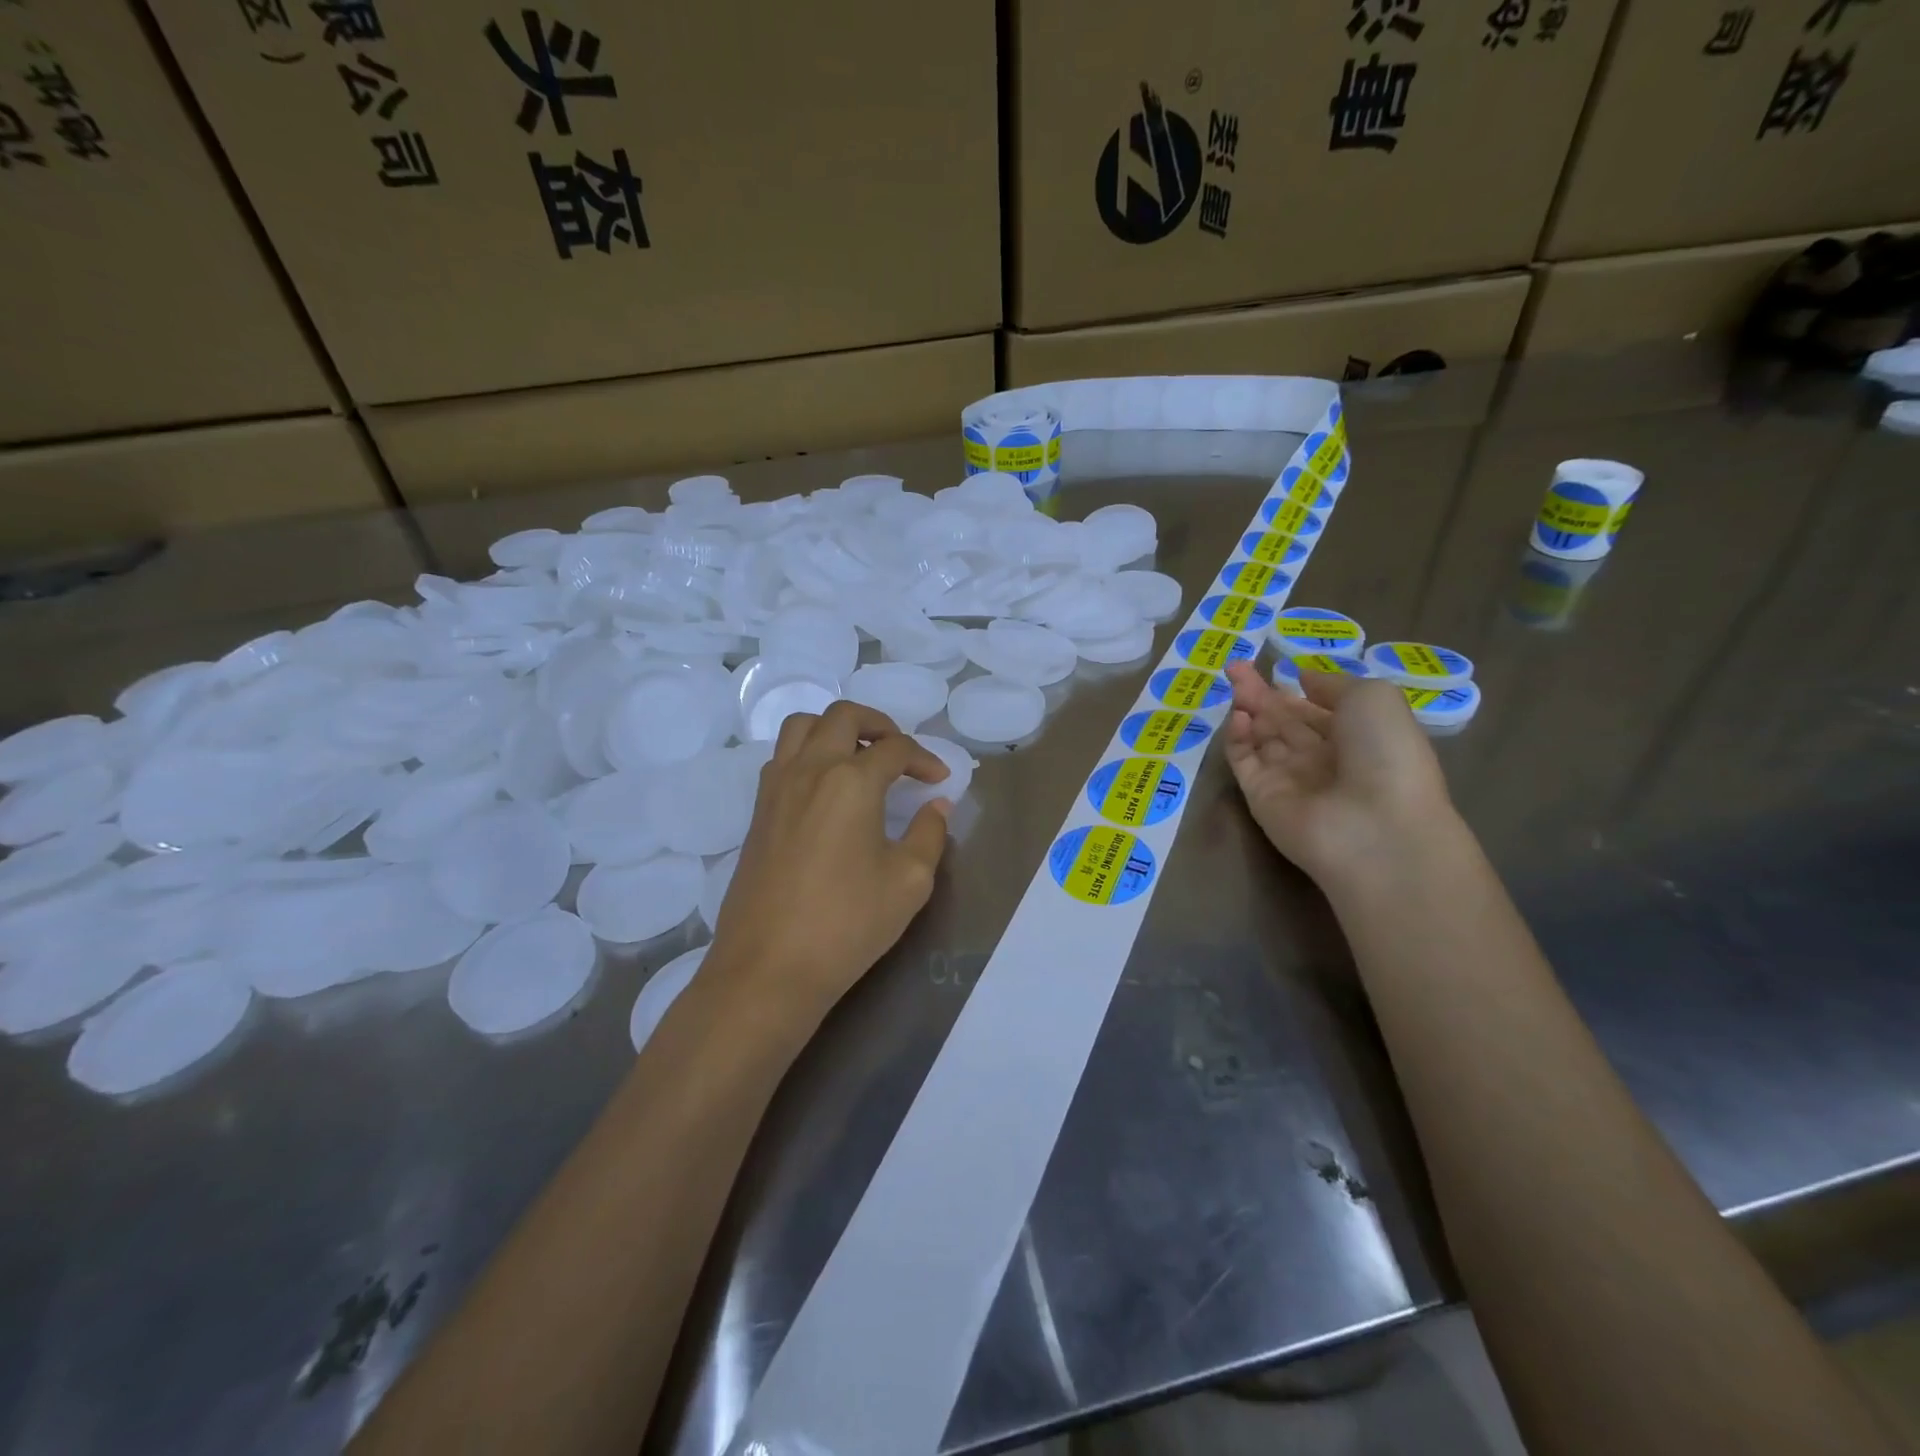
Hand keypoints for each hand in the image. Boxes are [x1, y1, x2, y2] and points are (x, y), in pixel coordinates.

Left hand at [707, 701, 950, 1016]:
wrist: (768, 967)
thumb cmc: (846, 924)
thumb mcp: (908, 882)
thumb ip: (929, 834)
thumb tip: (936, 806)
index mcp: (851, 781)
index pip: (895, 749)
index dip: (924, 759)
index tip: (939, 781)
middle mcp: (810, 770)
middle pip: (843, 717)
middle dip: (880, 725)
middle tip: (901, 753)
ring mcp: (776, 788)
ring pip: (802, 726)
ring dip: (836, 729)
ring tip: (859, 758)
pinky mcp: (758, 811)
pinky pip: (782, 757)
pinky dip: (808, 752)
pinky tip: (826, 788)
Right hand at [1221, 660, 1453, 887]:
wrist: (1376, 829)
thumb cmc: (1387, 755)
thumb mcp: (1374, 699)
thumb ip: (1333, 684)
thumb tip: (1303, 680)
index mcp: (1356, 737)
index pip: (1315, 710)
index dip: (1293, 688)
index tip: (1270, 666)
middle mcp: (1322, 759)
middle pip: (1282, 720)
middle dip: (1260, 693)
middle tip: (1234, 666)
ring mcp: (1289, 779)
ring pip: (1260, 737)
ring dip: (1247, 709)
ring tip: (1232, 681)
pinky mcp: (1260, 797)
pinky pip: (1244, 762)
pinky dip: (1236, 738)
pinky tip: (1237, 716)